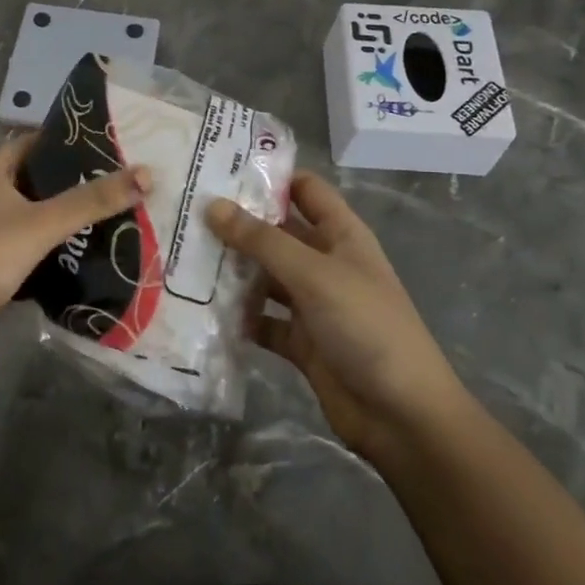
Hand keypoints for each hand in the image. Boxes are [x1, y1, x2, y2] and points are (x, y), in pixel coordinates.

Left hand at [0, 135, 150, 371]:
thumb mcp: (41, 225)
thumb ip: (92, 201)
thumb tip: (147, 173)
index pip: (29, 144)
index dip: (63, 141)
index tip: (104, 144)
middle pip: (32, 181)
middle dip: (70, 183)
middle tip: (115, 183)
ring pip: (29, 218)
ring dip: (60, 219)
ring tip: (106, 217)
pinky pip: (24, 249)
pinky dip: (49, 249)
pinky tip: (78, 255)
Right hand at [207, 172, 464, 461]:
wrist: (402, 415)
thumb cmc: (366, 326)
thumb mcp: (313, 274)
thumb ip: (262, 240)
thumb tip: (212, 205)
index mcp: (341, 235)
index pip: (305, 190)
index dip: (270, 176)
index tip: (220, 168)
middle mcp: (325, 263)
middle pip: (277, 233)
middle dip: (237, 224)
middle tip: (184, 212)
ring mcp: (312, 304)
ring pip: (265, 277)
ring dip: (232, 270)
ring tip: (181, 254)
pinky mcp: (300, 341)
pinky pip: (262, 320)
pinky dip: (239, 316)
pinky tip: (200, 308)